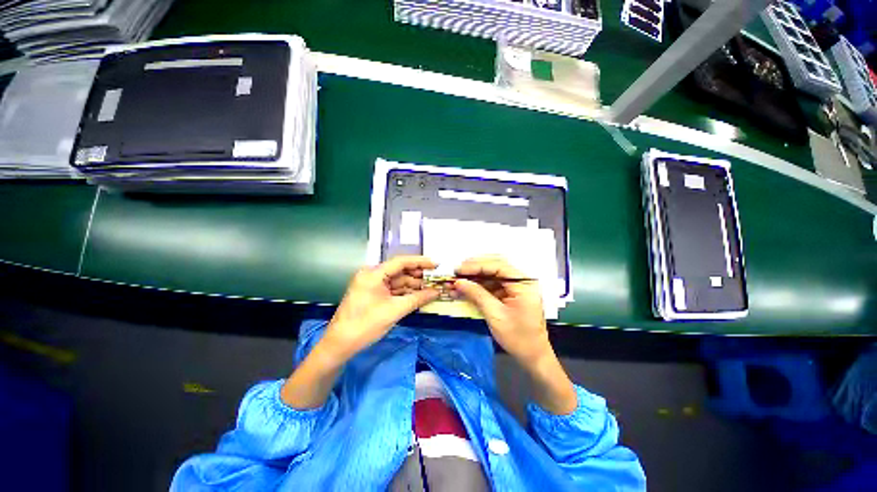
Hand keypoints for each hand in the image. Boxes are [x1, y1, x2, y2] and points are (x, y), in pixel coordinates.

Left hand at [321, 256, 438, 360]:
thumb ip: (417, 299)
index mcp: (373, 274)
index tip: (436, 264)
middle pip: (400, 271)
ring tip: (431, 287)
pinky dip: (405, 292)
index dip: (420, 262)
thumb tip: (437, 292)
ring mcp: (372, 285)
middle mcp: (372, 275)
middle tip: (436, 278)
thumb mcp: (394, 311)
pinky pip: (392, 289)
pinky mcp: (373, 294)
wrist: (340, 344)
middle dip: (418, 275)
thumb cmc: (365, 325)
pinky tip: (418, 295)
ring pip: (397, 281)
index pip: (401, 262)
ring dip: (413, 285)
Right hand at [454, 255, 576, 414]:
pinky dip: (478, 287)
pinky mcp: (510, 294)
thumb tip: (458, 282)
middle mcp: (521, 281)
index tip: (458, 270)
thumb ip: (477, 294)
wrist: (533, 357)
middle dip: (474, 269)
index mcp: (524, 284)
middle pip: (495, 267)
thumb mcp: (495, 315)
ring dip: (474, 278)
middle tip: (456, 272)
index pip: (498, 266)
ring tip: (456, 282)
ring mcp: (516, 287)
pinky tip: (465, 289)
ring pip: (492, 276)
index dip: (476, 266)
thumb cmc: (518, 337)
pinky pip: (492, 285)